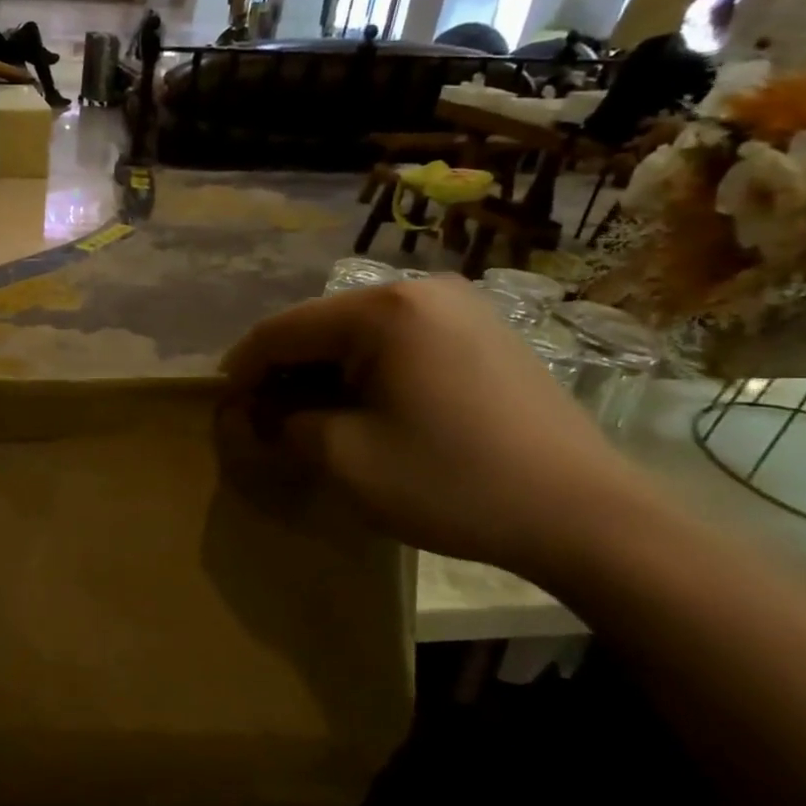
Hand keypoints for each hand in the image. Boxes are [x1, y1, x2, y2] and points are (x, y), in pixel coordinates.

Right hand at [220, 277, 652, 579]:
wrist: (585, 515)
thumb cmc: (451, 481)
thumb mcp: (343, 459)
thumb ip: (283, 427)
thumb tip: (257, 417)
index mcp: (383, 309)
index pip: (281, 330)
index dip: (241, 370)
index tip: (220, 409)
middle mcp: (421, 290)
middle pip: (320, 327)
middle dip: (283, 375)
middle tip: (262, 422)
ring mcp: (460, 308)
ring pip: (359, 336)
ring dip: (323, 376)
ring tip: (308, 420)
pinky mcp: (484, 334)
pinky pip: (400, 344)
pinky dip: (366, 375)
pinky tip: (364, 411)